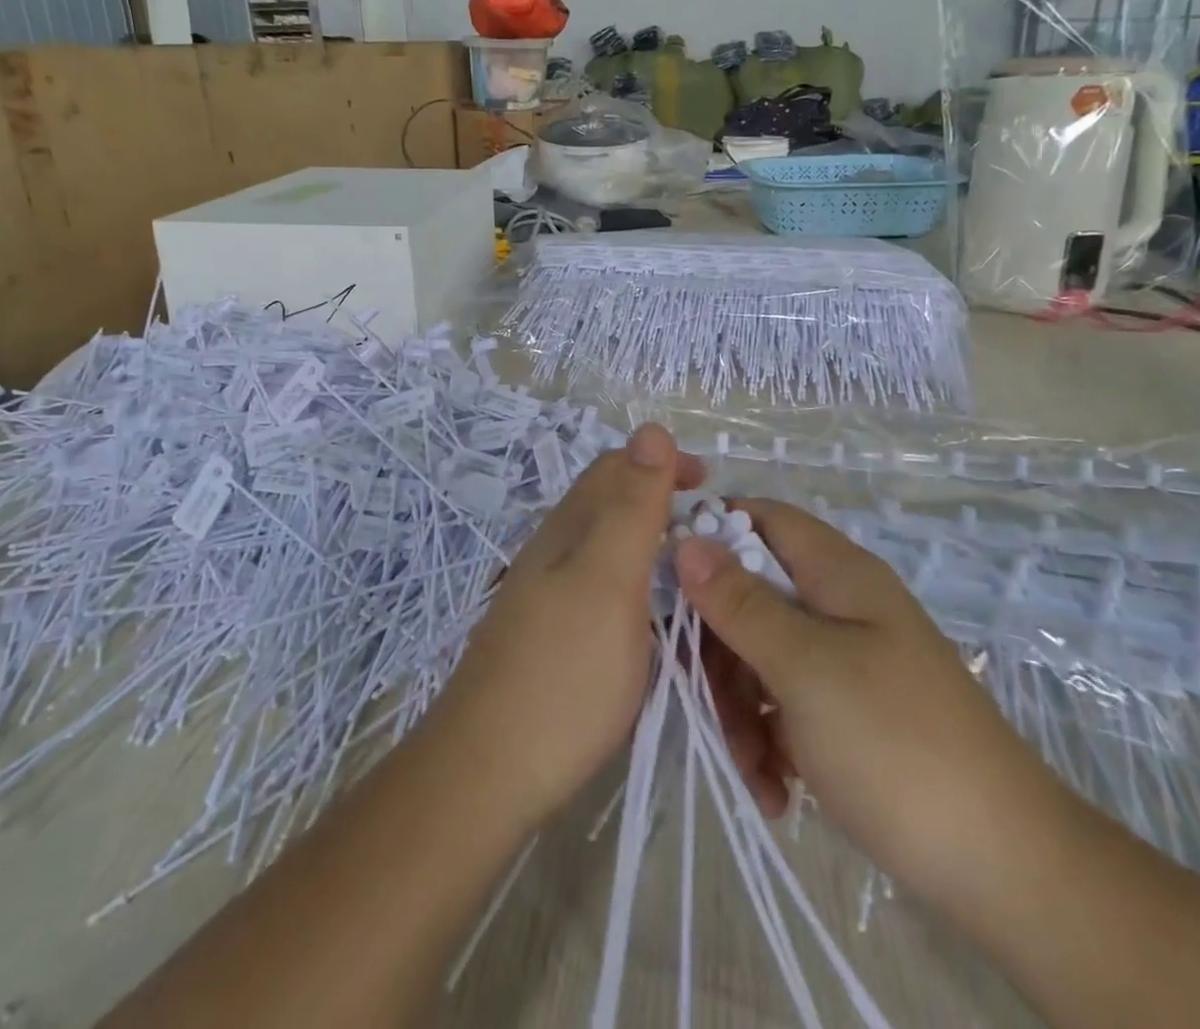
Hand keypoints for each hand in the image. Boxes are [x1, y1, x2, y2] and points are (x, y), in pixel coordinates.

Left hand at [429, 423, 703, 832]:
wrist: (488, 772)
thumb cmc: (561, 673)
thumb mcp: (608, 580)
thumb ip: (631, 506)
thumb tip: (651, 427)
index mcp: (568, 528)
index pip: (617, 467)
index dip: (663, 464)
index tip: (712, 485)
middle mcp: (554, 551)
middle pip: (609, 502)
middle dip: (660, 498)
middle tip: (712, 528)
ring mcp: (548, 595)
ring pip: (605, 545)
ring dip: (650, 540)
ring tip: (693, 569)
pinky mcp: (551, 636)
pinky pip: (602, 586)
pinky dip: (638, 582)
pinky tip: (655, 616)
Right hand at [674, 499, 1071, 899]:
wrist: (1005, 868)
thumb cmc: (895, 744)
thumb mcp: (805, 667)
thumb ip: (741, 602)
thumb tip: (687, 538)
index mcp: (838, 574)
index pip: (761, 519)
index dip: (711, 533)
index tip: (664, 578)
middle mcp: (840, 606)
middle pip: (752, 595)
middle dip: (720, 647)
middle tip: (708, 702)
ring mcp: (845, 661)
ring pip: (762, 655)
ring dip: (741, 707)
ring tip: (752, 769)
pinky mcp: (848, 712)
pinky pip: (786, 702)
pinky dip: (770, 739)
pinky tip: (775, 789)